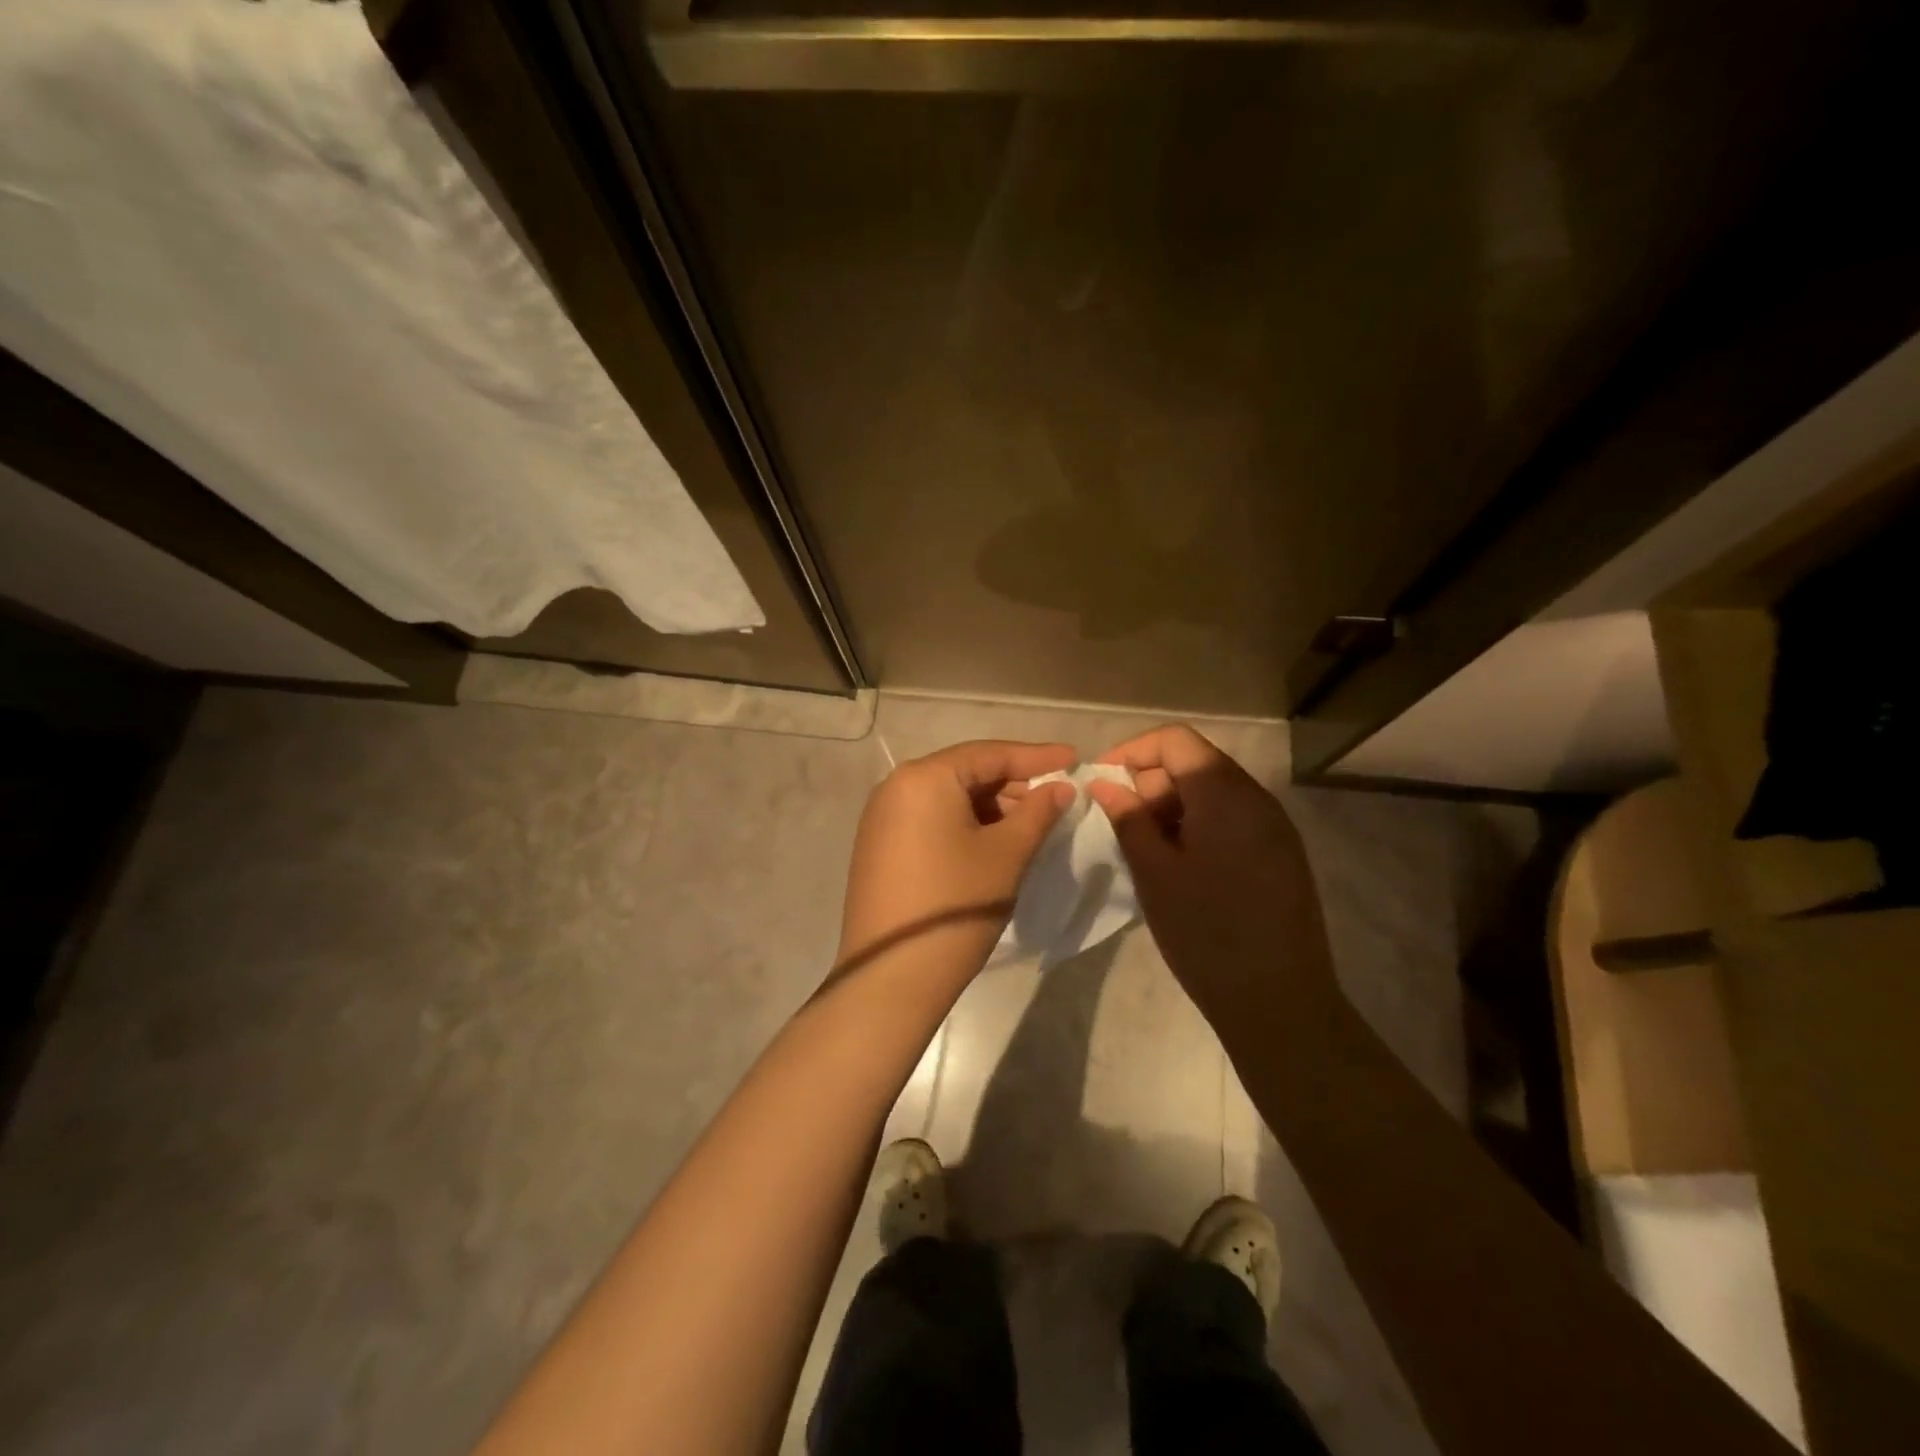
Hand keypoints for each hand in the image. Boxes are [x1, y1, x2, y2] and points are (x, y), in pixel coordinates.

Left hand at [835, 740, 1077, 991]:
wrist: (892, 975)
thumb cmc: (957, 904)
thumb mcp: (1007, 854)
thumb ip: (1038, 812)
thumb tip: (1060, 787)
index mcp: (924, 777)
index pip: (990, 753)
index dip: (1037, 756)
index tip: (1074, 757)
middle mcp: (896, 786)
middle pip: (966, 772)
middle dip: (1013, 783)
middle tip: (1056, 796)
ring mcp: (882, 817)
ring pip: (948, 797)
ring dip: (991, 805)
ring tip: (1030, 823)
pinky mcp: (879, 846)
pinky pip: (930, 819)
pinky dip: (965, 823)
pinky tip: (993, 841)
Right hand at [1087, 725, 1338, 1021]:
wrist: (1280, 1003)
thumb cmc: (1207, 933)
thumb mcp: (1155, 873)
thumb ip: (1128, 819)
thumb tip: (1104, 783)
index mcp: (1226, 794)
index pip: (1175, 740)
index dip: (1133, 751)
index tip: (1102, 783)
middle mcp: (1257, 799)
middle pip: (1195, 762)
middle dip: (1151, 784)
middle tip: (1122, 826)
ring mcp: (1275, 828)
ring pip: (1213, 794)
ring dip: (1172, 809)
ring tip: (1147, 851)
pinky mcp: (1281, 855)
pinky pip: (1232, 821)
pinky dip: (1198, 828)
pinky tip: (1181, 867)